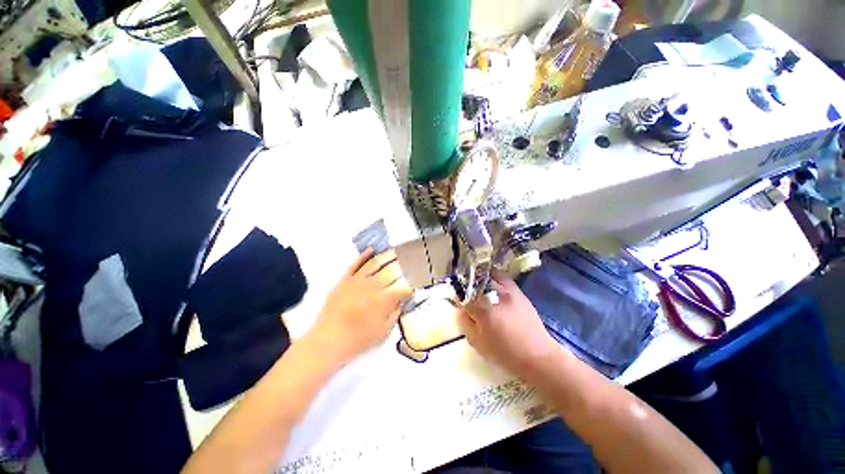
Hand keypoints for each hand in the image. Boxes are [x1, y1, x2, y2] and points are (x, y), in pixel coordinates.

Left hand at [310, 248, 412, 364]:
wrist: (329, 339)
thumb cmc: (359, 339)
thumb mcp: (383, 331)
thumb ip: (395, 314)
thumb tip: (401, 301)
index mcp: (384, 299)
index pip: (402, 288)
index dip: (410, 287)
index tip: (413, 288)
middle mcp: (373, 285)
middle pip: (391, 271)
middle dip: (402, 267)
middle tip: (408, 263)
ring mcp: (358, 280)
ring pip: (375, 263)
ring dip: (386, 256)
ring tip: (394, 251)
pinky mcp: (345, 279)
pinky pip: (355, 264)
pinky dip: (364, 255)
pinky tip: (371, 249)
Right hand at [459, 270, 560, 378]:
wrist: (538, 356)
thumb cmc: (505, 354)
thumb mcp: (478, 343)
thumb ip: (465, 323)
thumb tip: (460, 309)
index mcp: (484, 312)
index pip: (464, 297)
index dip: (458, 297)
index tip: (457, 300)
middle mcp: (496, 297)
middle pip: (475, 282)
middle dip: (468, 285)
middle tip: (466, 292)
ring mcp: (508, 292)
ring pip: (489, 275)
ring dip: (481, 278)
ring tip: (478, 285)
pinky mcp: (518, 292)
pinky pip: (503, 278)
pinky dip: (495, 277)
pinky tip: (493, 284)